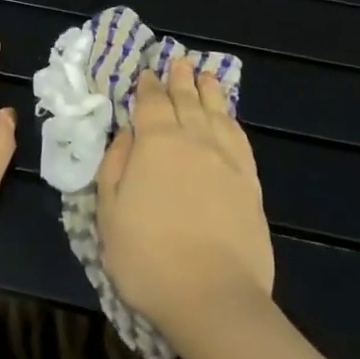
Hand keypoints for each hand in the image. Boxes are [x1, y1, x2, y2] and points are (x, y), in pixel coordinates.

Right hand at [96, 56, 273, 339]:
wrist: (213, 296)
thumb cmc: (148, 257)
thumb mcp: (109, 213)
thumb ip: (115, 166)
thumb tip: (126, 133)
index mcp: (156, 143)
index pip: (151, 103)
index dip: (148, 86)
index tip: (147, 73)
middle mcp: (193, 139)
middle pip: (186, 100)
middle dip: (180, 79)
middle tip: (179, 62)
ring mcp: (226, 159)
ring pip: (216, 112)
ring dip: (209, 91)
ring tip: (205, 76)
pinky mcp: (250, 182)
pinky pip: (240, 138)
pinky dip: (232, 121)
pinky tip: (229, 118)